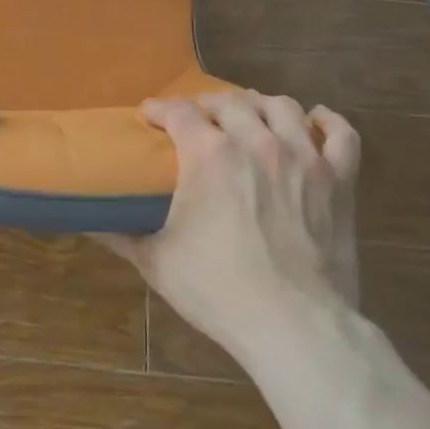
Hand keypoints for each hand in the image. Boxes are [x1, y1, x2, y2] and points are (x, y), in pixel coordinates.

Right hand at [99, 91, 360, 359]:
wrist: (296, 328)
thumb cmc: (220, 290)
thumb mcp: (158, 262)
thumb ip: (121, 234)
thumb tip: (88, 222)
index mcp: (209, 153)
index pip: (178, 111)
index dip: (160, 109)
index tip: (150, 116)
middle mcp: (255, 140)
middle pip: (229, 101)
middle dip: (207, 104)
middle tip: (198, 120)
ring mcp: (303, 156)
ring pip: (282, 106)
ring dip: (260, 105)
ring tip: (250, 116)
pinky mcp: (339, 180)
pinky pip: (341, 134)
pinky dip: (328, 122)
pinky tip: (315, 121)